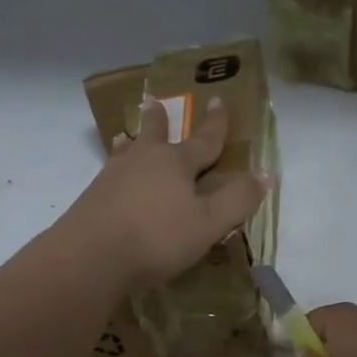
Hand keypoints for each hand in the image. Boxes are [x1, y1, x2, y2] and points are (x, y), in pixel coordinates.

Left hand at [59, 96, 269, 290]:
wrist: (90, 256)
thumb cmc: (157, 236)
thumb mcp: (208, 223)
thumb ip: (237, 199)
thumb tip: (265, 173)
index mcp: (176, 163)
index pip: (203, 140)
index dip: (215, 124)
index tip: (217, 100)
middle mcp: (143, 161)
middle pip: (154, 135)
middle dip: (159, 121)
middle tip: (154, 102)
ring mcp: (112, 178)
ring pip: (126, 153)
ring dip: (130, 142)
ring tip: (124, 136)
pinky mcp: (91, 199)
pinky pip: (109, 176)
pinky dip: (114, 171)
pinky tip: (109, 181)